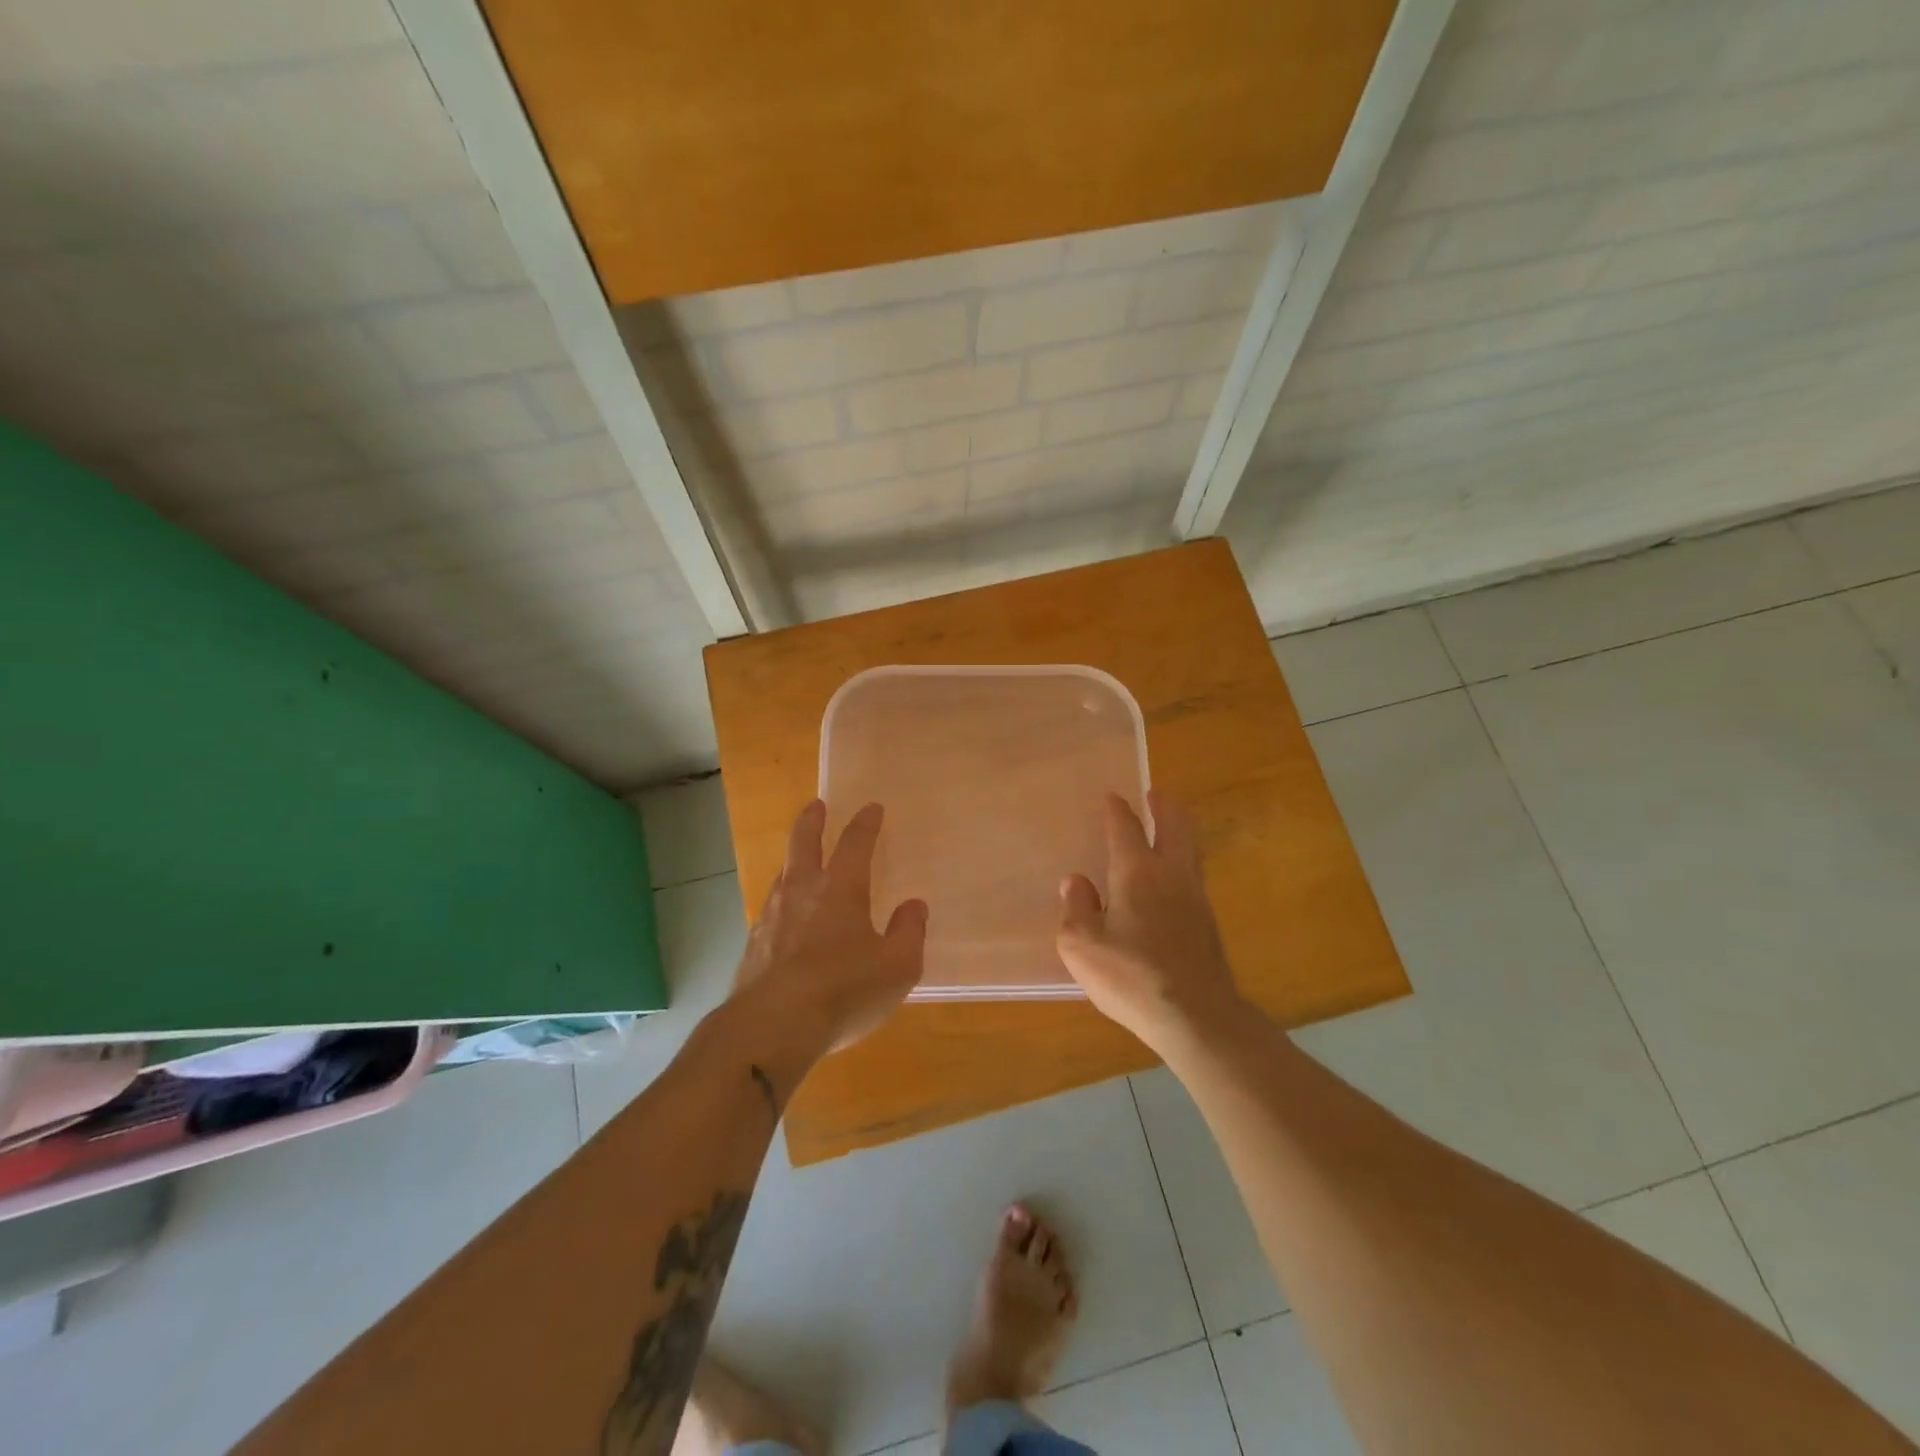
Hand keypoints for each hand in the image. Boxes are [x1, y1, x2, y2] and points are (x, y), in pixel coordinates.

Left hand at [733, 799, 927, 1053]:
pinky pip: (770, 910)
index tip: (871, 808)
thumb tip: (914, 906)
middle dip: (812, 821)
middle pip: (804, 844)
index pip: (855, 843)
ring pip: (783, 875)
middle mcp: (803, 892)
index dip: (865, 824)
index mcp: (841, 889)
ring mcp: (772, 917)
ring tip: (799, 860)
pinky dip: (781, 903)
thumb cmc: (844, 990)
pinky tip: (783, 919)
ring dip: (793, 861)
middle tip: (816, 805)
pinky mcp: (753, 946)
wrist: (772, 1026)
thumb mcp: (897, 966)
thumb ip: (909, 932)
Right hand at [1056, 791, 1245, 1056]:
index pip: (1126, 828)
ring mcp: (1195, 898)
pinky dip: (1182, 863)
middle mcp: (1171, 875)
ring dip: (1178, 831)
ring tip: (1166, 828)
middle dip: (1164, 807)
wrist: (1197, 1016)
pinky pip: (1193, 877)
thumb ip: (1076, 909)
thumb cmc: (1131, 977)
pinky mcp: (1208, 924)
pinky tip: (1171, 881)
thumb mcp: (1082, 946)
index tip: (1112, 798)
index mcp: (1136, 872)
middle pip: (1175, 826)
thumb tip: (1076, 882)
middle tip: (1155, 795)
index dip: (1117, 810)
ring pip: (1190, 849)